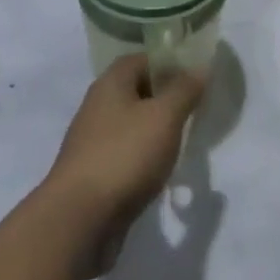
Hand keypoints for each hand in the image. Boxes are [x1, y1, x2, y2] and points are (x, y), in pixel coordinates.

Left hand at [42, 55, 206, 275]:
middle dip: (165, 98)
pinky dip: (144, 158)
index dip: (169, 63)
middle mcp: (98, 106)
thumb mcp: (164, 117)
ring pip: (132, 125)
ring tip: (183, 141)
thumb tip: (200, 66)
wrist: (79, 220)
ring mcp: (93, 141)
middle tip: (195, 109)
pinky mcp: (94, 174)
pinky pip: (126, 154)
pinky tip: (162, 172)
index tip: (195, 77)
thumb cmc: (124, 155)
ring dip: (155, 131)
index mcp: (111, 83)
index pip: (142, 59)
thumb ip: (184, 90)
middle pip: (136, 91)